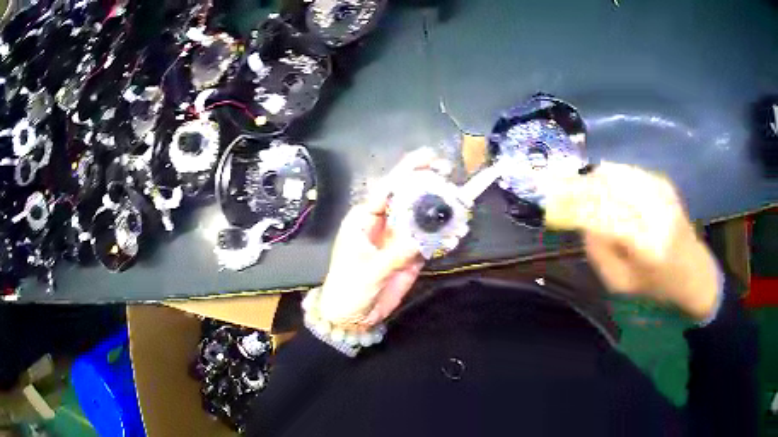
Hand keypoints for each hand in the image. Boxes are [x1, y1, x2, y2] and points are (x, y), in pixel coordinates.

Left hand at [317, 148, 449, 328]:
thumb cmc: (348, 289)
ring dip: (441, 212)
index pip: (387, 188)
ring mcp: (399, 238)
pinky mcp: (410, 255)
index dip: (408, 171)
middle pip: (408, 197)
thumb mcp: (369, 271)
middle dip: (429, 185)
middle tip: (451, 178)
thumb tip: (423, 239)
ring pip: (422, 217)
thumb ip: (396, 255)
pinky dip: (443, 236)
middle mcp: (383, 223)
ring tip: (461, 209)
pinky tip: (456, 234)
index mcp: (364, 218)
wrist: (352, 316)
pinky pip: (429, 240)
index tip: (429, 158)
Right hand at [544, 162, 719, 320]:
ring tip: (581, 191)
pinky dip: (610, 177)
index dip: (573, 205)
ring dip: (593, 180)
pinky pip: (627, 171)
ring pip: (615, 172)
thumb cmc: (657, 286)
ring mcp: (660, 191)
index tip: (551, 202)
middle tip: (560, 192)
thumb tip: (581, 219)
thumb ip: (598, 251)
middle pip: (606, 185)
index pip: (601, 214)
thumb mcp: (621, 283)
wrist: (694, 271)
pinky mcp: (663, 182)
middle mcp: (654, 210)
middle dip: (579, 186)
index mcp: (645, 243)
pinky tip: (606, 189)